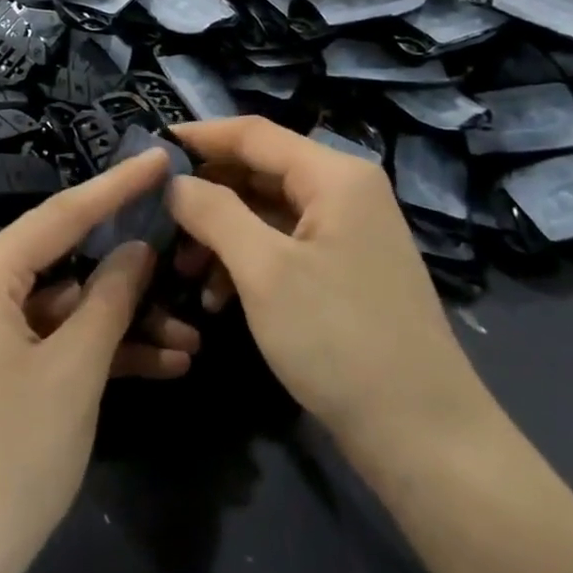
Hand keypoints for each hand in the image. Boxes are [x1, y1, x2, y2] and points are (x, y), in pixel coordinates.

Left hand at [0, 149, 199, 572]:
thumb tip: (136, 250)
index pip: (60, 214)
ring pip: (58, 309)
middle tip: (186, 261)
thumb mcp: (75, 371)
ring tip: (189, 340)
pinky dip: (87, 352)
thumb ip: (110, 299)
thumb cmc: (9, 456)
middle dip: (128, 278)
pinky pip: (40, 341)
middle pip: (61, 264)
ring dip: (117, 326)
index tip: (158, 158)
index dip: (115, 186)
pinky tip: (156, 366)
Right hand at [167, 118, 493, 471]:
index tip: (148, 148)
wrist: (424, 438)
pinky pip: (282, 245)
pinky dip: (246, 262)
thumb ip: (213, 212)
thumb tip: (173, 181)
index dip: (198, 136)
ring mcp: (347, 232)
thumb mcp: (264, 271)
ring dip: (220, 235)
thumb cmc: (340, 340)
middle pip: (258, 171)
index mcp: (334, 175)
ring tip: (182, 271)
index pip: (252, 133)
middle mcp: (344, 191)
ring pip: (265, 211)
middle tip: (158, 220)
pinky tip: (216, 298)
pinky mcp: (343, 270)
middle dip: (205, 195)